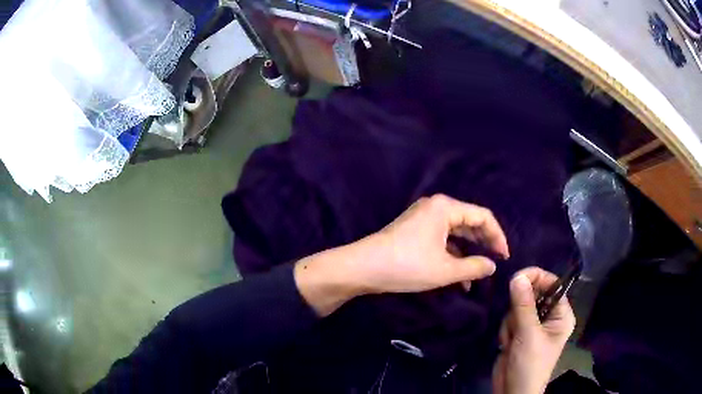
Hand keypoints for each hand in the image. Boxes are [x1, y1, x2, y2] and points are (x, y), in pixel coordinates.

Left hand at [362, 194, 509, 292]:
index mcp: (445, 208)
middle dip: (484, 243)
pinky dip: (452, 255)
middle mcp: (435, 208)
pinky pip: (441, 240)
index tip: (505, 256)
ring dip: (468, 252)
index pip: (482, 217)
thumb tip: (492, 266)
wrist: (362, 268)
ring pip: (455, 233)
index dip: (497, 236)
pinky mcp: (415, 231)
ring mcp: (423, 219)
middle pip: (469, 223)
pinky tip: (459, 276)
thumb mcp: (445, 270)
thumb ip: (474, 267)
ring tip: (479, 273)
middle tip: (496, 262)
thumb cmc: (407, 265)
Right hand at [492, 267, 575, 393]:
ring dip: (511, 322)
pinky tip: (506, 344)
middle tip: (515, 321)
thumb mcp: (529, 334)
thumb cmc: (530, 364)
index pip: (552, 285)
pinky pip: (509, 319)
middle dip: (519, 308)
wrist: (512, 391)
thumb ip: (523, 305)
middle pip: (533, 294)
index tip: (517, 277)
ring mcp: (533, 325)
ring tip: (512, 340)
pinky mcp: (519, 333)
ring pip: (517, 307)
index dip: (536, 278)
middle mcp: (549, 317)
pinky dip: (505, 330)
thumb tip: (518, 276)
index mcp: (561, 315)